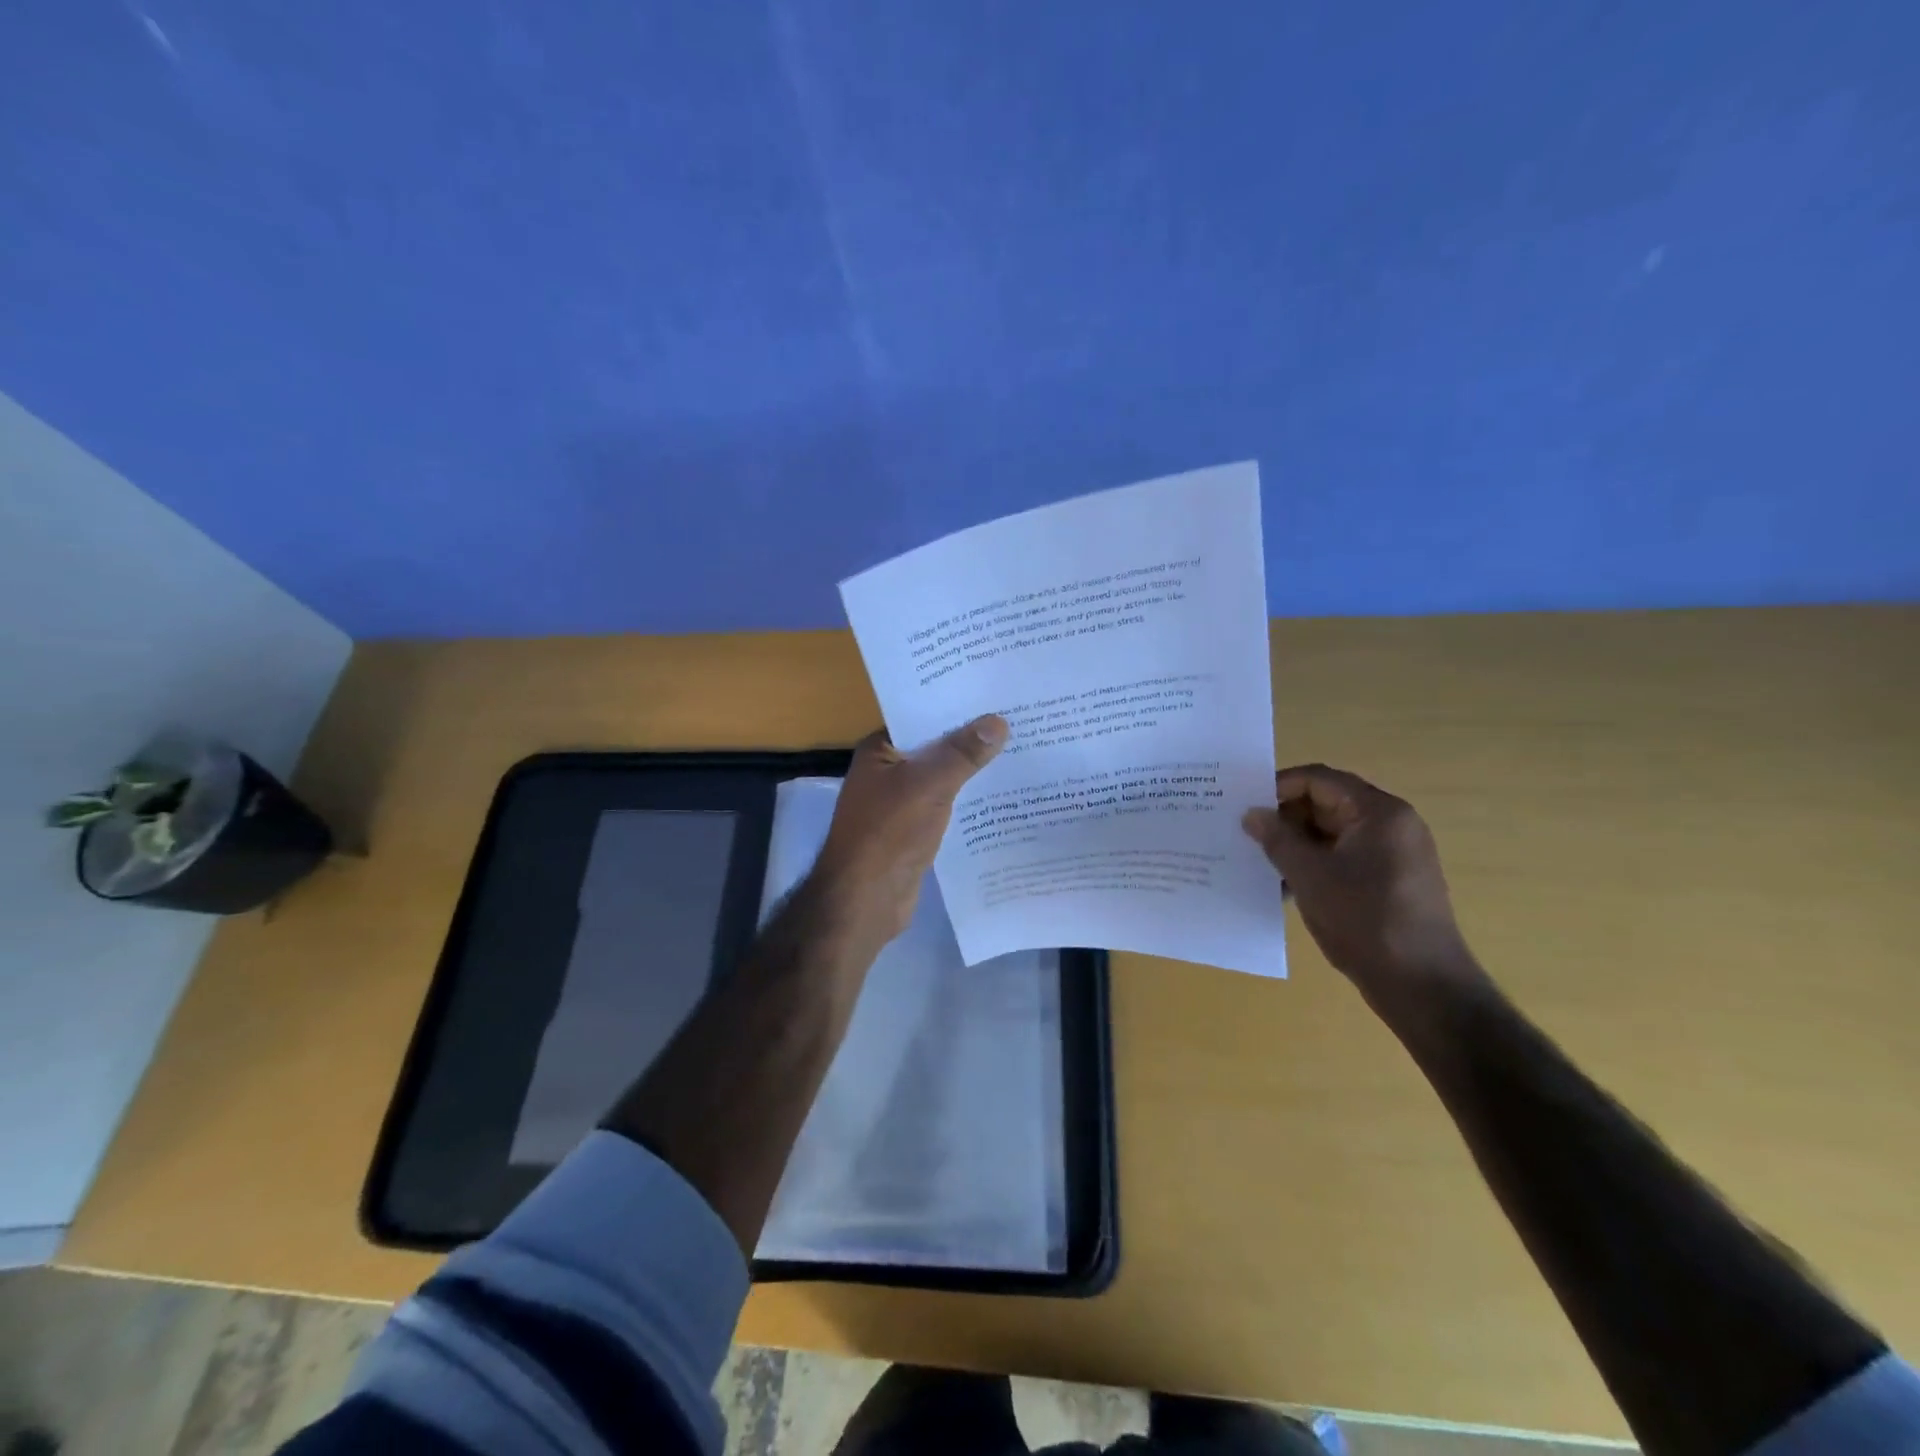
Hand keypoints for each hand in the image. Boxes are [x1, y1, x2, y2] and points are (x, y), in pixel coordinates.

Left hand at [807, 715, 1008, 960]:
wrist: (865, 901)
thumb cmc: (888, 833)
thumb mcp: (928, 785)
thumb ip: (963, 753)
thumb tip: (998, 721)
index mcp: (880, 750)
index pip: (920, 715)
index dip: (954, 705)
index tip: (994, 694)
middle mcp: (888, 772)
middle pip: (935, 747)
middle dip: (971, 738)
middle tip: (1018, 719)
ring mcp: (902, 803)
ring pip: (944, 778)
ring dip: (974, 770)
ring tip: (1021, 750)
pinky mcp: (916, 831)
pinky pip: (948, 806)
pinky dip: (970, 800)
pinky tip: (1004, 794)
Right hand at [1242, 763, 1478, 1004]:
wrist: (1422, 985)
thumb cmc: (1365, 920)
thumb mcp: (1309, 876)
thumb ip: (1277, 839)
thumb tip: (1251, 814)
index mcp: (1379, 812)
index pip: (1319, 779)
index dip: (1278, 787)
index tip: (1245, 806)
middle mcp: (1392, 824)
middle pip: (1327, 803)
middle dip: (1285, 817)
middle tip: (1246, 834)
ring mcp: (1394, 853)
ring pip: (1332, 833)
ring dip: (1296, 844)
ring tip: (1260, 861)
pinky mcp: (1391, 880)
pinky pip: (1344, 857)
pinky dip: (1315, 864)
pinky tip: (1287, 886)